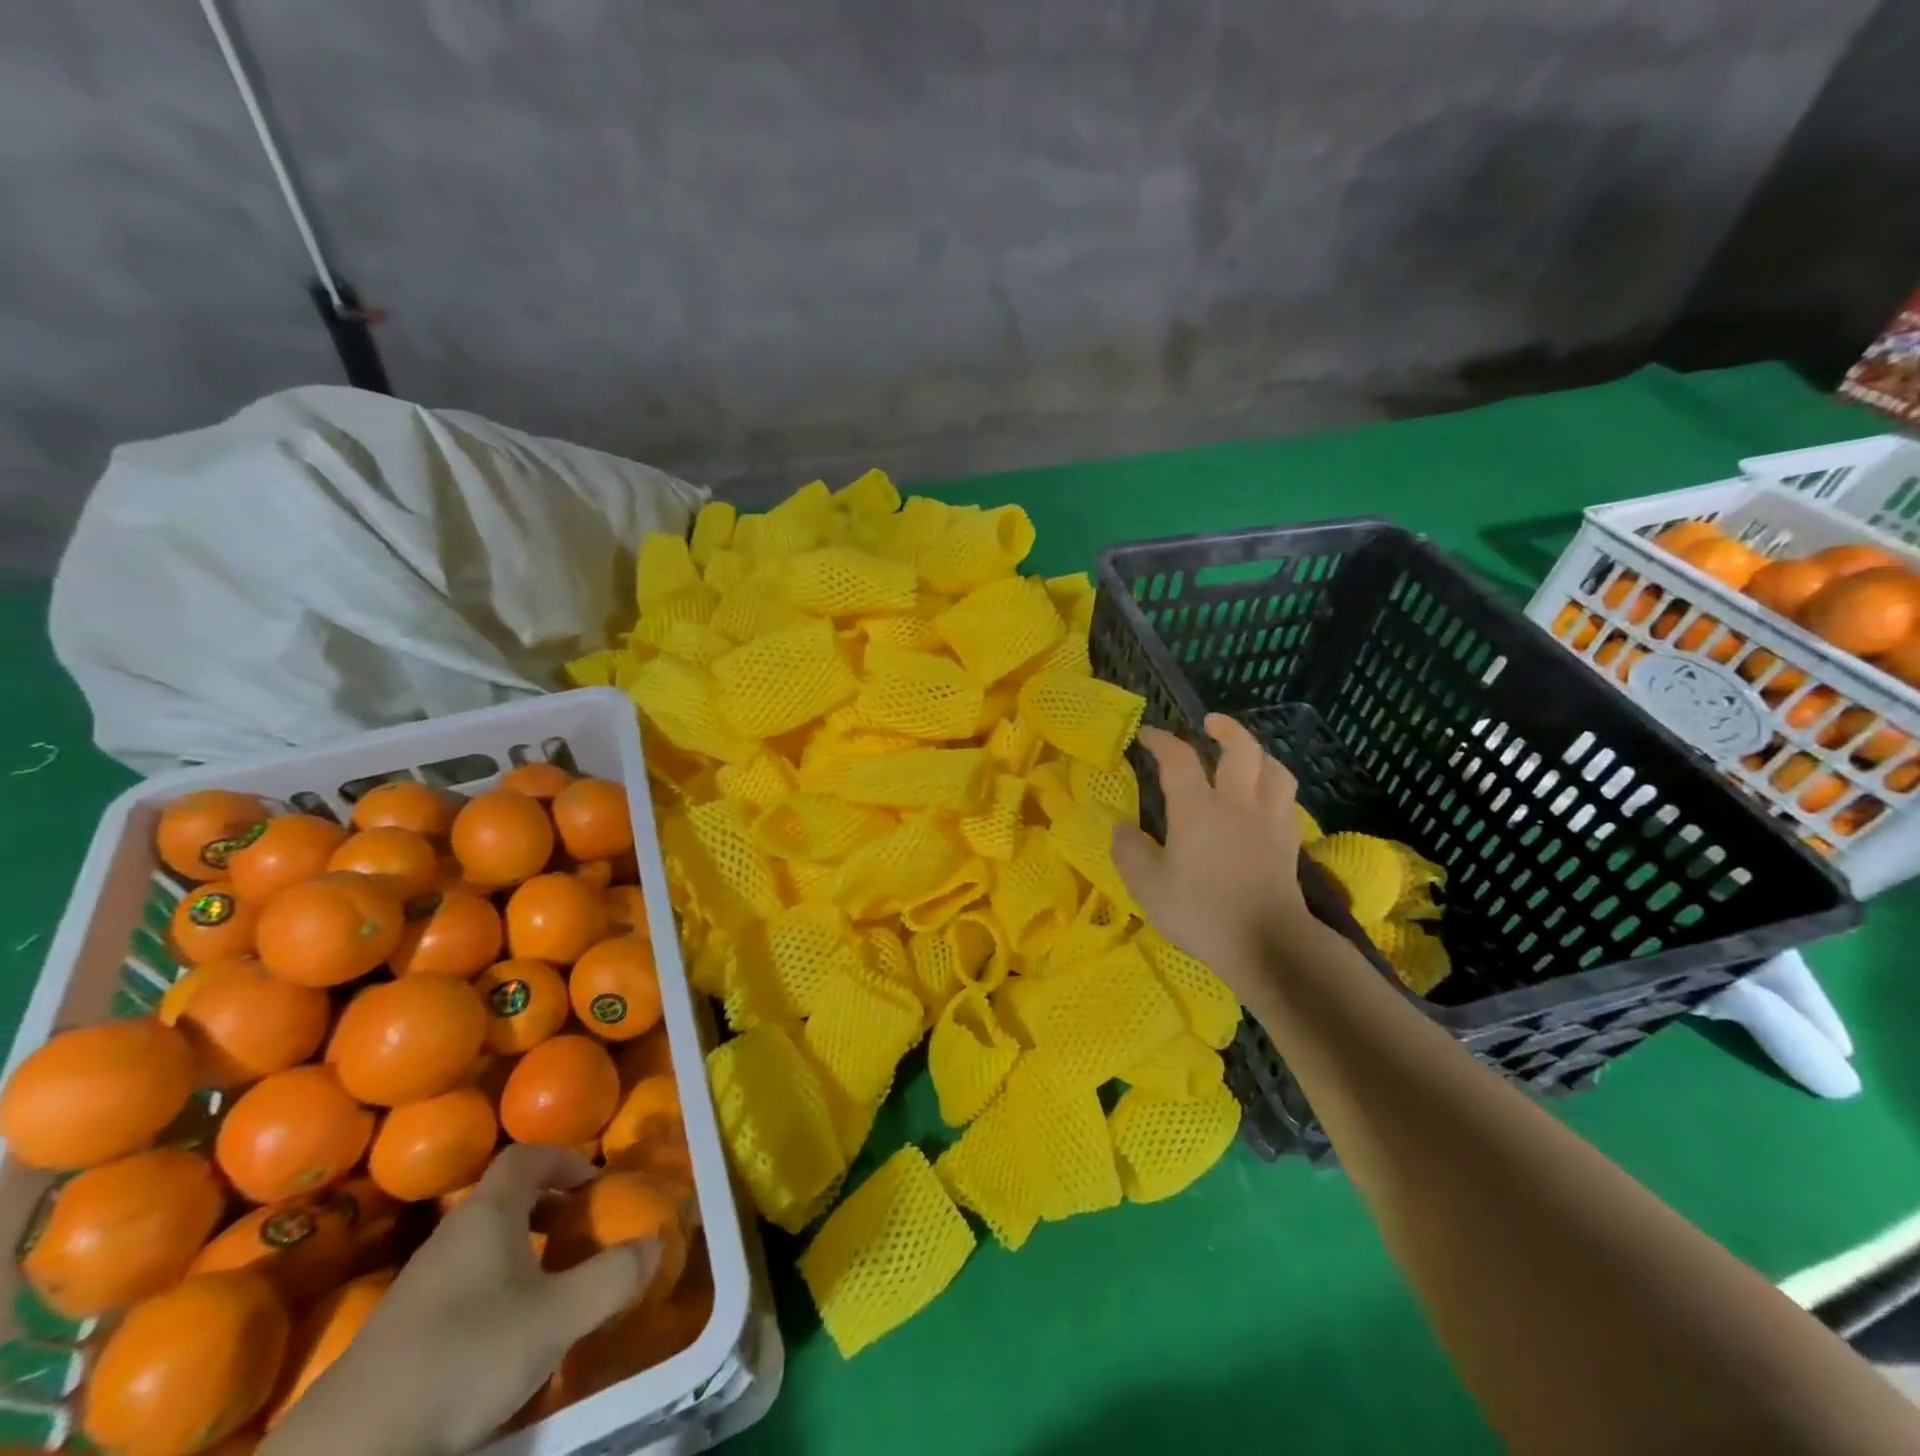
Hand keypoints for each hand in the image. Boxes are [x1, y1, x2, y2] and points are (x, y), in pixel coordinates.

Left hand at [264, 1145, 657, 1455]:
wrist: (351, 1449)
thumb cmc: (468, 1354)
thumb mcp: (558, 1316)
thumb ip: (613, 1276)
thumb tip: (657, 1242)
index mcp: (489, 1212)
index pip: (528, 1155)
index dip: (566, 1159)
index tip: (595, 1184)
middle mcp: (452, 1234)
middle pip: (506, 1198)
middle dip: (550, 1207)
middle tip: (582, 1233)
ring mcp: (419, 1283)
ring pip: (483, 1244)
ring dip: (524, 1251)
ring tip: (552, 1285)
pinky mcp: (400, 1330)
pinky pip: (462, 1283)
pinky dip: (495, 1288)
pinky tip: (506, 1334)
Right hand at [1112, 714, 1308, 997]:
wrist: (1268, 943)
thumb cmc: (1201, 911)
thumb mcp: (1148, 886)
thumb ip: (1129, 851)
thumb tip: (1122, 827)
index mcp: (1197, 808)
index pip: (1179, 758)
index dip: (1161, 740)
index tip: (1146, 735)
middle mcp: (1237, 803)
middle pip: (1241, 749)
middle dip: (1225, 729)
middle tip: (1209, 723)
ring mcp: (1269, 820)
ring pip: (1273, 769)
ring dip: (1258, 753)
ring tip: (1245, 754)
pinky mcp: (1288, 842)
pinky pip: (1286, 798)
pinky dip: (1274, 785)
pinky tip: (1264, 797)